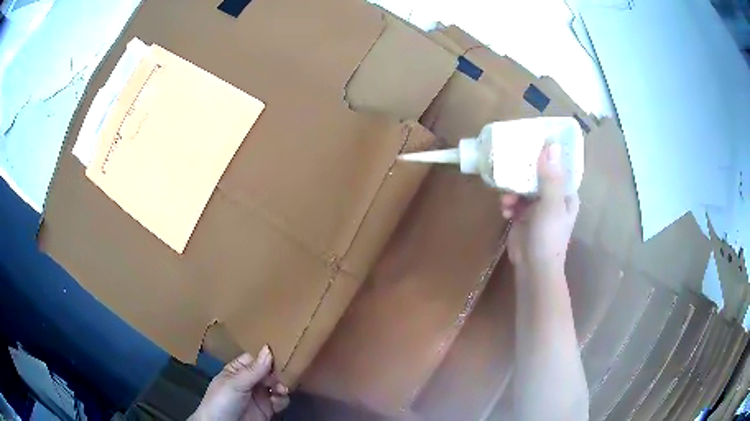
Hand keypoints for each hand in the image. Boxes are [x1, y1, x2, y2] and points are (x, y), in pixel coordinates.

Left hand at [190, 345, 289, 420]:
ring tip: (281, 390)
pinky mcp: (267, 409)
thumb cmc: (222, 401)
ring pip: (276, 386)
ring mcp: (258, 396)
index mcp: (236, 371)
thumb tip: (268, 348)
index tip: (279, 355)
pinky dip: (283, 399)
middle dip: (276, 373)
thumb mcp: (235, 384)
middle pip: (268, 372)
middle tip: (281, 377)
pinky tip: (279, 399)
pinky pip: (280, 401)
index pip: (254, 359)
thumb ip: (253, 370)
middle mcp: (249, 382)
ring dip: (282, 386)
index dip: (265, 357)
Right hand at [500, 143, 578, 277]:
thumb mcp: (551, 205)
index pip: (558, 166)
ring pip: (523, 187)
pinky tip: (505, 211)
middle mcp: (553, 197)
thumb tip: (551, 146)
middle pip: (538, 174)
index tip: (532, 140)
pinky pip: (514, 201)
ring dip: (513, 191)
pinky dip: (508, 204)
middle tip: (510, 165)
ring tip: (507, 200)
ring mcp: (537, 207)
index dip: (547, 153)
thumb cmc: (548, 236)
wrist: (533, 268)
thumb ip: (550, 177)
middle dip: (524, 172)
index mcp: (565, 193)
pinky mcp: (523, 217)